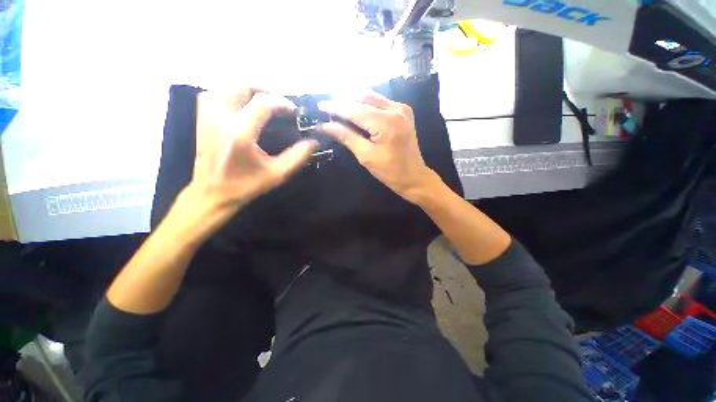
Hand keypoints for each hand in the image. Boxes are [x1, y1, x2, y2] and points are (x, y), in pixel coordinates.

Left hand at [186, 89, 317, 224]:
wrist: (212, 195)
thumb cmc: (246, 186)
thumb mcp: (277, 174)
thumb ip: (297, 157)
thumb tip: (313, 142)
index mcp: (240, 133)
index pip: (263, 103)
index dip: (282, 102)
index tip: (294, 111)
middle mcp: (221, 119)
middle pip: (241, 87)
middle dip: (264, 90)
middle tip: (279, 101)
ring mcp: (207, 119)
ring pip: (224, 88)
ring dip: (245, 89)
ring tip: (261, 99)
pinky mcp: (201, 122)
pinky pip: (210, 97)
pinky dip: (226, 94)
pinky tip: (238, 104)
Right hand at [318, 91, 435, 202]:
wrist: (414, 176)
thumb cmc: (390, 171)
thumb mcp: (366, 156)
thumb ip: (346, 137)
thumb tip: (325, 126)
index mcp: (386, 122)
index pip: (355, 109)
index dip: (335, 107)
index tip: (320, 106)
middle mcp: (396, 109)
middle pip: (363, 95)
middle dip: (344, 100)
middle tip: (328, 107)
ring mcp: (401, 108)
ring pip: (371, 96)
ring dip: (354, 100)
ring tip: (339, 108)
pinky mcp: (403, 111)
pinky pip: (380, 101)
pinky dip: (366, 103)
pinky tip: (356, 110)